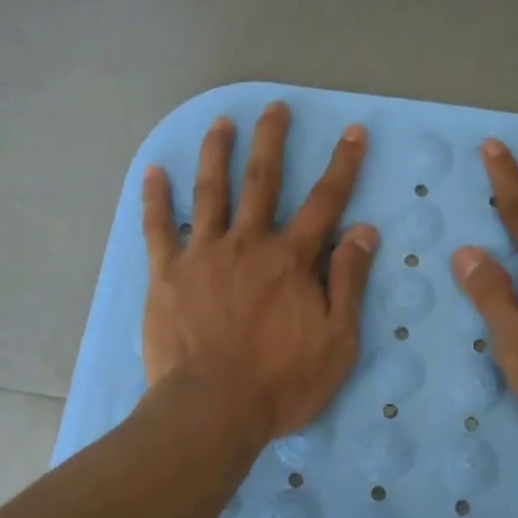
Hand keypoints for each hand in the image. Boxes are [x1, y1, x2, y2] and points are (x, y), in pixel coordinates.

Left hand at [142, 101, 377, 444]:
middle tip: (275, 108)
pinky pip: (158, 227)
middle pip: (261, 180)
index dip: (342, 165)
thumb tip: (364, 230)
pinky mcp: (167, 273)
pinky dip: (154, 198)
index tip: (353, 132)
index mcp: (291, 259)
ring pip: (210, 191)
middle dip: (271, 140)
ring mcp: (203, 254)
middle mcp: (248, 243)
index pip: (324, 201)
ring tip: (221, 122)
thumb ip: (348, 282)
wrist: (213, 409)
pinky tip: (153, 171)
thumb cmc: (282, 382)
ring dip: (217, 152)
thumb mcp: (338, 340)